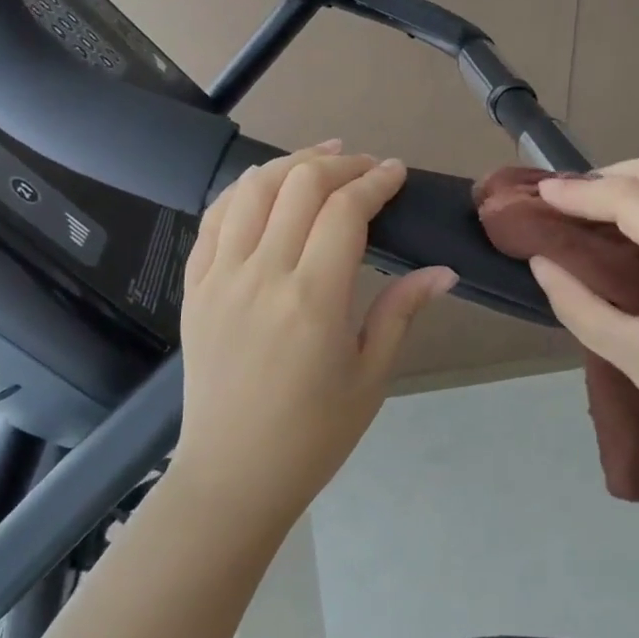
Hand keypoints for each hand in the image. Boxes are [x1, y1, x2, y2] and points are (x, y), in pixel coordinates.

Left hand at [173, 141, 457, 530]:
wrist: (231, 476)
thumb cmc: (313, 435)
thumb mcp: (370, 377)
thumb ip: (401, 311)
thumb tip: (443, 271)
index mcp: (313, 299)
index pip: (344, 211)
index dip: (375, 181)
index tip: (396, 173)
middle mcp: (262, 275)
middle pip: (298, 186)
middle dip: (339, 164)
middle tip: (366, 166)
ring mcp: (220, 278)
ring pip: (251, 190)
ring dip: (290, 164)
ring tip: (321, 160)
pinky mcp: (195, 288)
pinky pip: (213, 219)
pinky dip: (243, 191)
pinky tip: (265, 186)